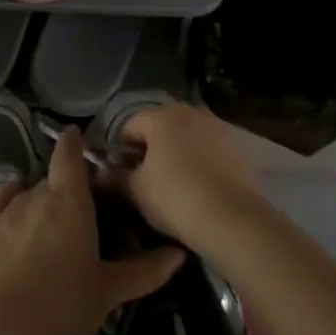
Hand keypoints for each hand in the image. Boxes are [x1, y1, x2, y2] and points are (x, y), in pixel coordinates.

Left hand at [0, 127, 184, 334]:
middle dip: (64, 186)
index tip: (77, 136)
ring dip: (39, 201)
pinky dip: (11, 200)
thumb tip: (180, 254)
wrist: (2, 326)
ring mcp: (7, 208)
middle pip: (53, 179)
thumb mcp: (110, 290)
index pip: (69, 155)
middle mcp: (38, 194)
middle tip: (76, 209)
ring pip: (28, 192)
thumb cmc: (64, 304)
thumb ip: (146, 270)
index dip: (73, 142)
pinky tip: (15, 211)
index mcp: (71, 201)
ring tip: (47, 225)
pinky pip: (1, 200)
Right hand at [109, 103, 263, 249]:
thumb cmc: (175, 198)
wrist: (233, 221)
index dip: (119, 150)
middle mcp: (191, 113)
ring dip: (174, 155)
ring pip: (185, 138)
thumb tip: (98, 176)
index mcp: (162, 116)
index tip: (118, 174)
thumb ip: (115, 178)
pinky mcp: (238, 149)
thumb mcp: (136, 190)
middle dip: (148, 150)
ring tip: (169, 185)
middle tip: (142, 180)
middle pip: (159, 128)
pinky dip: (197, 163)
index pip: (129, 126)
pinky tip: (195, 188)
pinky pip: (207, 151)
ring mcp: (218, 129)